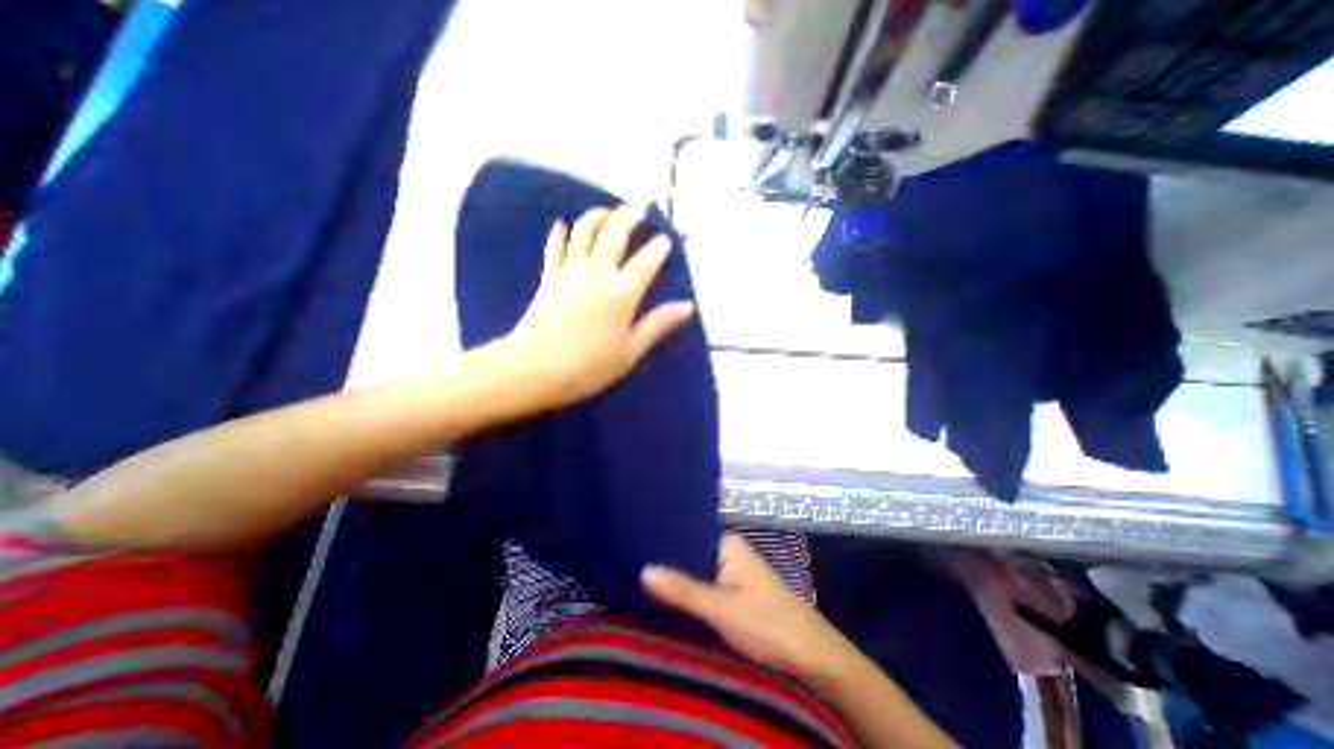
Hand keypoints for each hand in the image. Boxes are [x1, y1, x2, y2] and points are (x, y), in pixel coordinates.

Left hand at [502, 204, 699, 409]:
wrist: (534, 369)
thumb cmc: (588, 367)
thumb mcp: (630, 351)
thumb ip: (658, 324)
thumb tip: (687, 306)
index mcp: (621, 293)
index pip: (646, 261)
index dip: (659, 248)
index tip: (666, 240)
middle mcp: (597, 273)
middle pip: (615, 234)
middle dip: (630, 216)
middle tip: (641, 207)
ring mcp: (569, 271)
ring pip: (584, 231)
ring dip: (598, 215)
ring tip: (608, 209)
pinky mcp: (548, 277)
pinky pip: (554, 247)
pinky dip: (559, 233)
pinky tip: (561, 224)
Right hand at [639, 533, 858, 684]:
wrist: (814, 658)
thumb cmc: (768, 624)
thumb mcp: (721, 607)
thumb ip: (682, 590)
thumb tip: (642, 570)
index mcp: (727, 543)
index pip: (686, 533)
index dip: (661, 540)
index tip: (631, 545)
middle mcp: (728, 552)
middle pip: (688, 554)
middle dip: (664, 563)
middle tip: (628, 566)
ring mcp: (731, 574)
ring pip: (695, 574)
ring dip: (675, 582)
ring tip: (636, 580)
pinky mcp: (734, 596)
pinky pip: (703, 589)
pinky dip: (687, 596)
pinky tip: (664, 601)